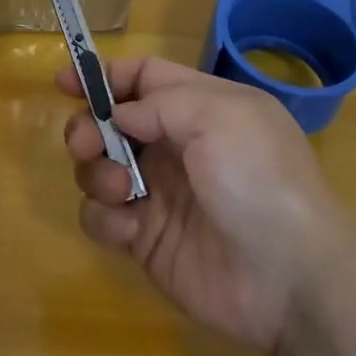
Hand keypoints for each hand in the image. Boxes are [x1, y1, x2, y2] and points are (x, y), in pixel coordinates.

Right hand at [58, 57, 355, 355]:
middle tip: (85, 144)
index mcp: (200, 108)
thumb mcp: (220, 116)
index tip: (64, 82)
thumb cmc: (259, 180)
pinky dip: (105, 218)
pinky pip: (102, 218)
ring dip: (96, 173)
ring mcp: (159, 194)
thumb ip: (160, 102)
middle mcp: (176, 146)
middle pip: (111, 122)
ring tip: (122, 190)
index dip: (105, 76)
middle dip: (88, 127)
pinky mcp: (146, 239)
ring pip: (99, 168)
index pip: (143, 78)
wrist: (291, 279)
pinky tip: (129, 228)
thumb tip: (119, 115)